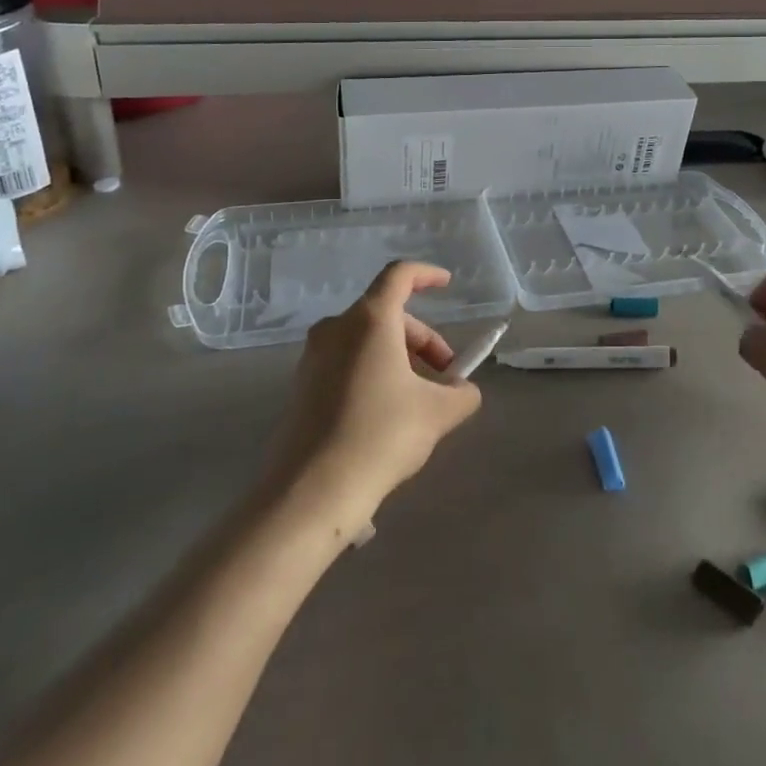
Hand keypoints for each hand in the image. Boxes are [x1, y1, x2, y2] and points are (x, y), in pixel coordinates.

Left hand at [263, 262, 482, 528]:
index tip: (448, 285)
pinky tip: (387, 413)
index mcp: (370, 320)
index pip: (399, 275)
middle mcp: (337, 327)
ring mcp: (314, 356)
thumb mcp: (437, 413)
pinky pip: (347, 361)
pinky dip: (374, 372)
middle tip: (445, 377)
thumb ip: (461, 393)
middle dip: (422, 339)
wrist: (311, 490)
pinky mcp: (302, 384)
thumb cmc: (381, 435)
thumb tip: (463, 390)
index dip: (427, 275)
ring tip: (419, 400)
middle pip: (388, 313)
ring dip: (399, 358)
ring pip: (367, 339)